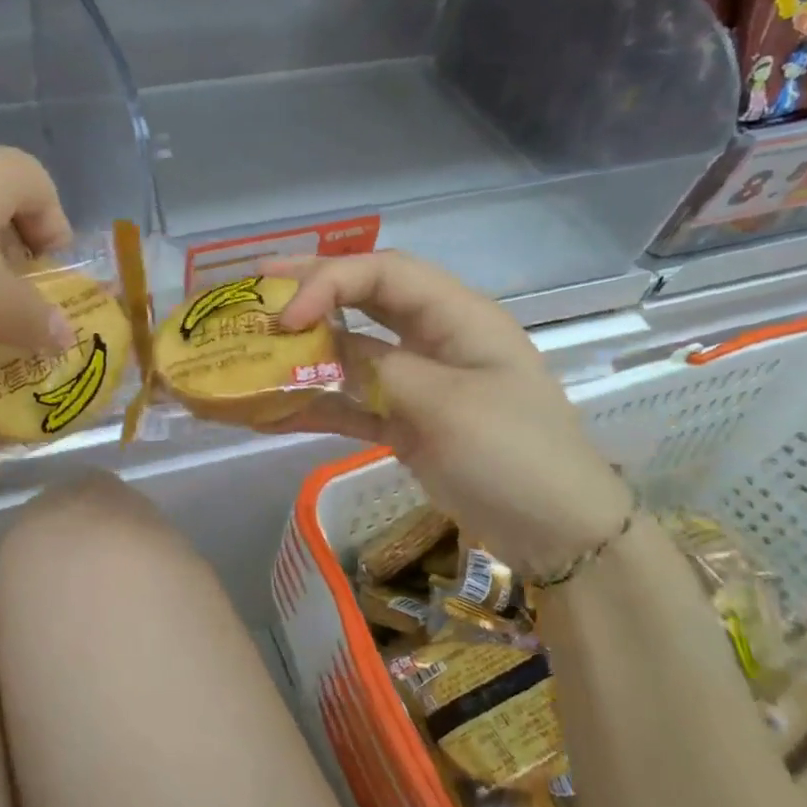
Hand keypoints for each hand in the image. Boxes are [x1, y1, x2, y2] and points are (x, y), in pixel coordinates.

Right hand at [274, 252, 630, 574]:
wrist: (556, 533)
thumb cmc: (511, 456)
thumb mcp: (443, 405)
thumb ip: (375, 368)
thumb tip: (315, 345)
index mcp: (457, 316)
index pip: (384, 273)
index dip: (329, 282)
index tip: (286, 316)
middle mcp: (434, 337)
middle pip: (364, 298)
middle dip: (309, 290)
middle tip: (254, 288)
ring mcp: (417, 380)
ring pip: (351, 351)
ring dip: (303, 350)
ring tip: (250, 343)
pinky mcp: (405, 420)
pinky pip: (352, 402)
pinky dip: (314, 405)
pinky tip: (269, 412)